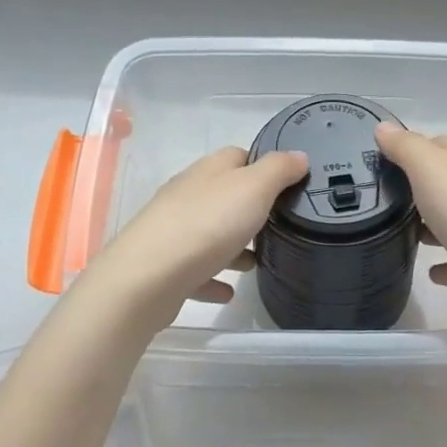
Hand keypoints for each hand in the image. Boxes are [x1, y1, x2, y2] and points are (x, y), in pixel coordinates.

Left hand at [72, 145, 308, 328]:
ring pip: (211, 231)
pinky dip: (214, 276)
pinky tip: (229, 291)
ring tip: (258, 262)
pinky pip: (197, 269)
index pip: (239, 155)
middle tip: (280, 226)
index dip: (264, 165)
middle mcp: (188, 194)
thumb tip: (299, 155)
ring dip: (234, 244)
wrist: (147, 277)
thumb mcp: (254, 188)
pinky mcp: (166, 265)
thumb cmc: (207, 224)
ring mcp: (174, 229)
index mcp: (209, 171)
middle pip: (224, 194)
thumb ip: (278, 170)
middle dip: (251, 208)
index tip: (289, 185)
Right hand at [375, 122, 446, 326]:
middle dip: (420, 189)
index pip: (436, 144)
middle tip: (386, 202)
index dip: (409, 150)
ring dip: (435, 226)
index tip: (380, 163)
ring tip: (405, 236)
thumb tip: (383, 126)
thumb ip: (406, 147)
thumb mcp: (430, 169)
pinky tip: (432, 272)